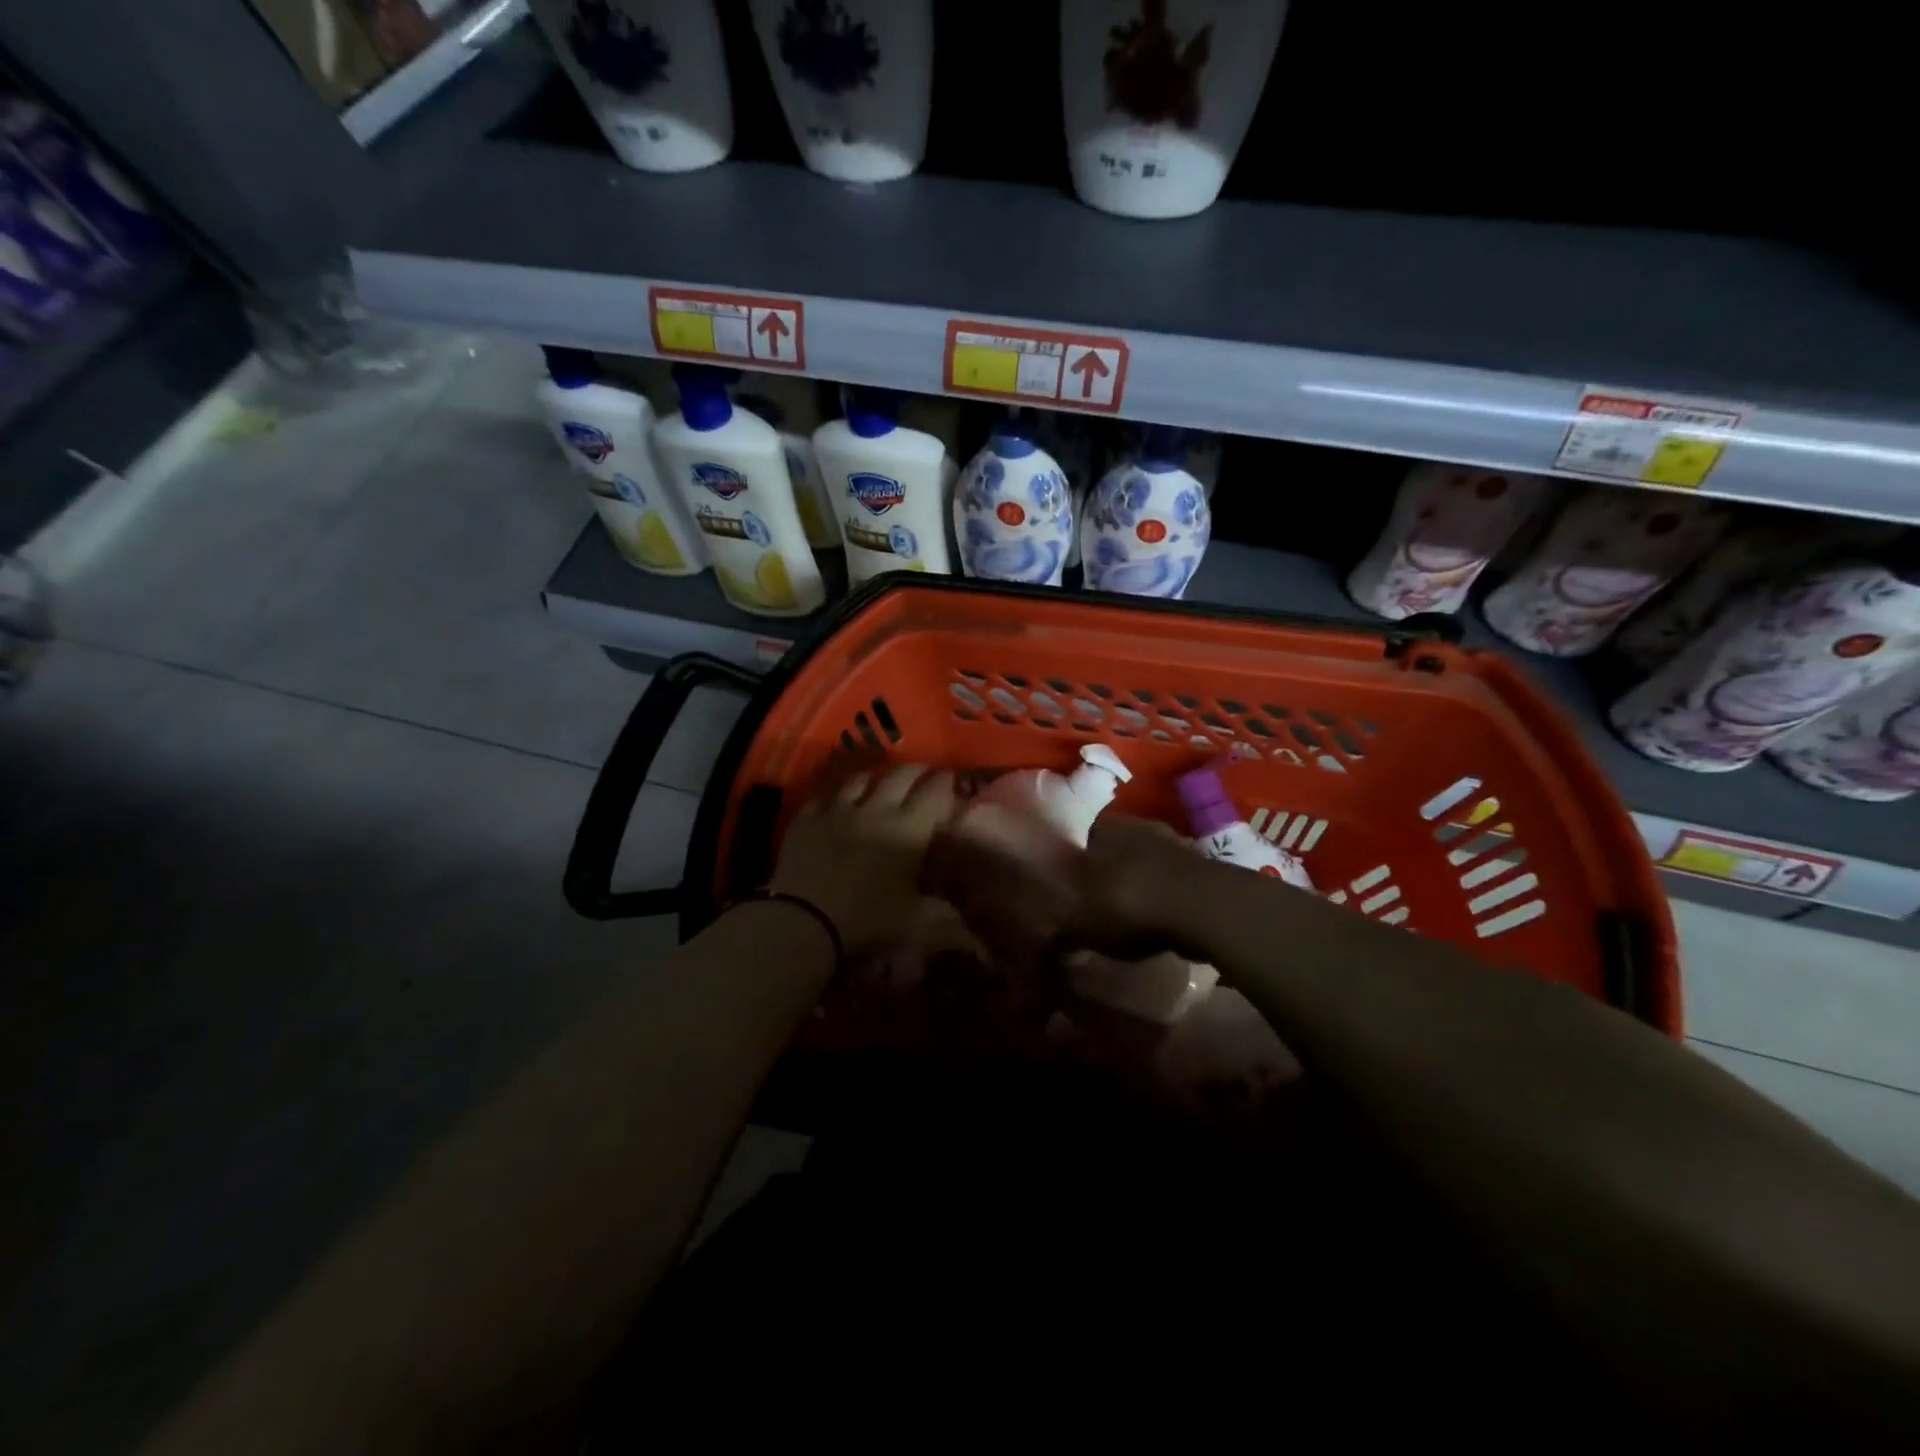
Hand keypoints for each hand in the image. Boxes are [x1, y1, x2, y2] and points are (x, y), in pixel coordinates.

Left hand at [768, 765, 956, 960]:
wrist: (803, 919)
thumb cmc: (866, 920)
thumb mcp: (916, 925)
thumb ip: (946, 921)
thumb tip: (970, 931)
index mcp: (909, 830)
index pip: (934, 792)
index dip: (945, 782)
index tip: (951, 780)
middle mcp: (877, 809)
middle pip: (900, 775)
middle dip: (916, 771)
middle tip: (923, 774)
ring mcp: (838, 809)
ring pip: (861, 778)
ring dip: (876, 777)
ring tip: (881, 781)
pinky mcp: (807, 817)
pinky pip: (824, 793)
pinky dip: (836, 793)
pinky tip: (837, 798)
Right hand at [920, 811, 1205, 970]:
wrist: (1202, 906)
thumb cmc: (1126, 901)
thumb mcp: (1077, 918)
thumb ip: (1052, 924)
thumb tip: (1029, 936)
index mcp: (1099, 828)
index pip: (1074, 833)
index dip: (1064, 855)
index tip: (1058, 879)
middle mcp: (1133, 825)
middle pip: (1108, 845)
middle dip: (1099, 869)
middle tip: (1090, 899)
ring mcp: (1170, 842)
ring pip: (1140, 859)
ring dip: (1132, 879)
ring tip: (1123, 911)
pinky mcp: (1198, 865)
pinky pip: (1167, 878)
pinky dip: (1159, 894)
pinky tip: (1156, 917)